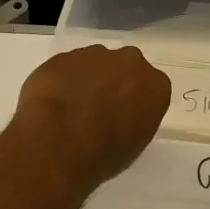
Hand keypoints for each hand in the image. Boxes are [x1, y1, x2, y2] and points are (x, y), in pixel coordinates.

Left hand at [9, 45, 170, 193]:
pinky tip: (54, 102)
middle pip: (124, 68)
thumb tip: (121, 116)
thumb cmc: (105, 153)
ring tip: (72, 108)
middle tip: (98, 110)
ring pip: (95, 64)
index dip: (135, 103)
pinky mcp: (63, 56)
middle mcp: (129, 62)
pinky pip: (67, 67)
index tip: (124, 118)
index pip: (151, 89)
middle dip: (114, 83)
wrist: (59, 141)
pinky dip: (63, 80)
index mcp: (155, 85)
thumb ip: (134, 120)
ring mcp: (94, 55)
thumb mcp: (134, 145)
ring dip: (87, 80)